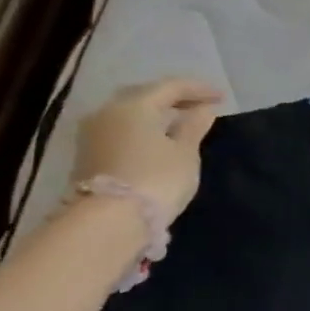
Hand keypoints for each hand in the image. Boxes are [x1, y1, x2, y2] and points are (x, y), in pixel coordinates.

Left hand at [70, 78, 223, 221]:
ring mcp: (92, 133)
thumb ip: (194, 127)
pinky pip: (119, 129)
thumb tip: (204, 109)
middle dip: (172, 98)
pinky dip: (140, 128)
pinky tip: (156, 139)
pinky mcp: (86, 155)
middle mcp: (108, 111)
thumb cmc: (155, 180)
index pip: (171, 87)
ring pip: (128, 113)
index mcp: (135, 105)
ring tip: (178, 123)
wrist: (106, 224)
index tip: (222, 98)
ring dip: (154, 114)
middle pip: (145, 95)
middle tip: (198, 106)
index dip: (199, 89)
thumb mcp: (185, 153)